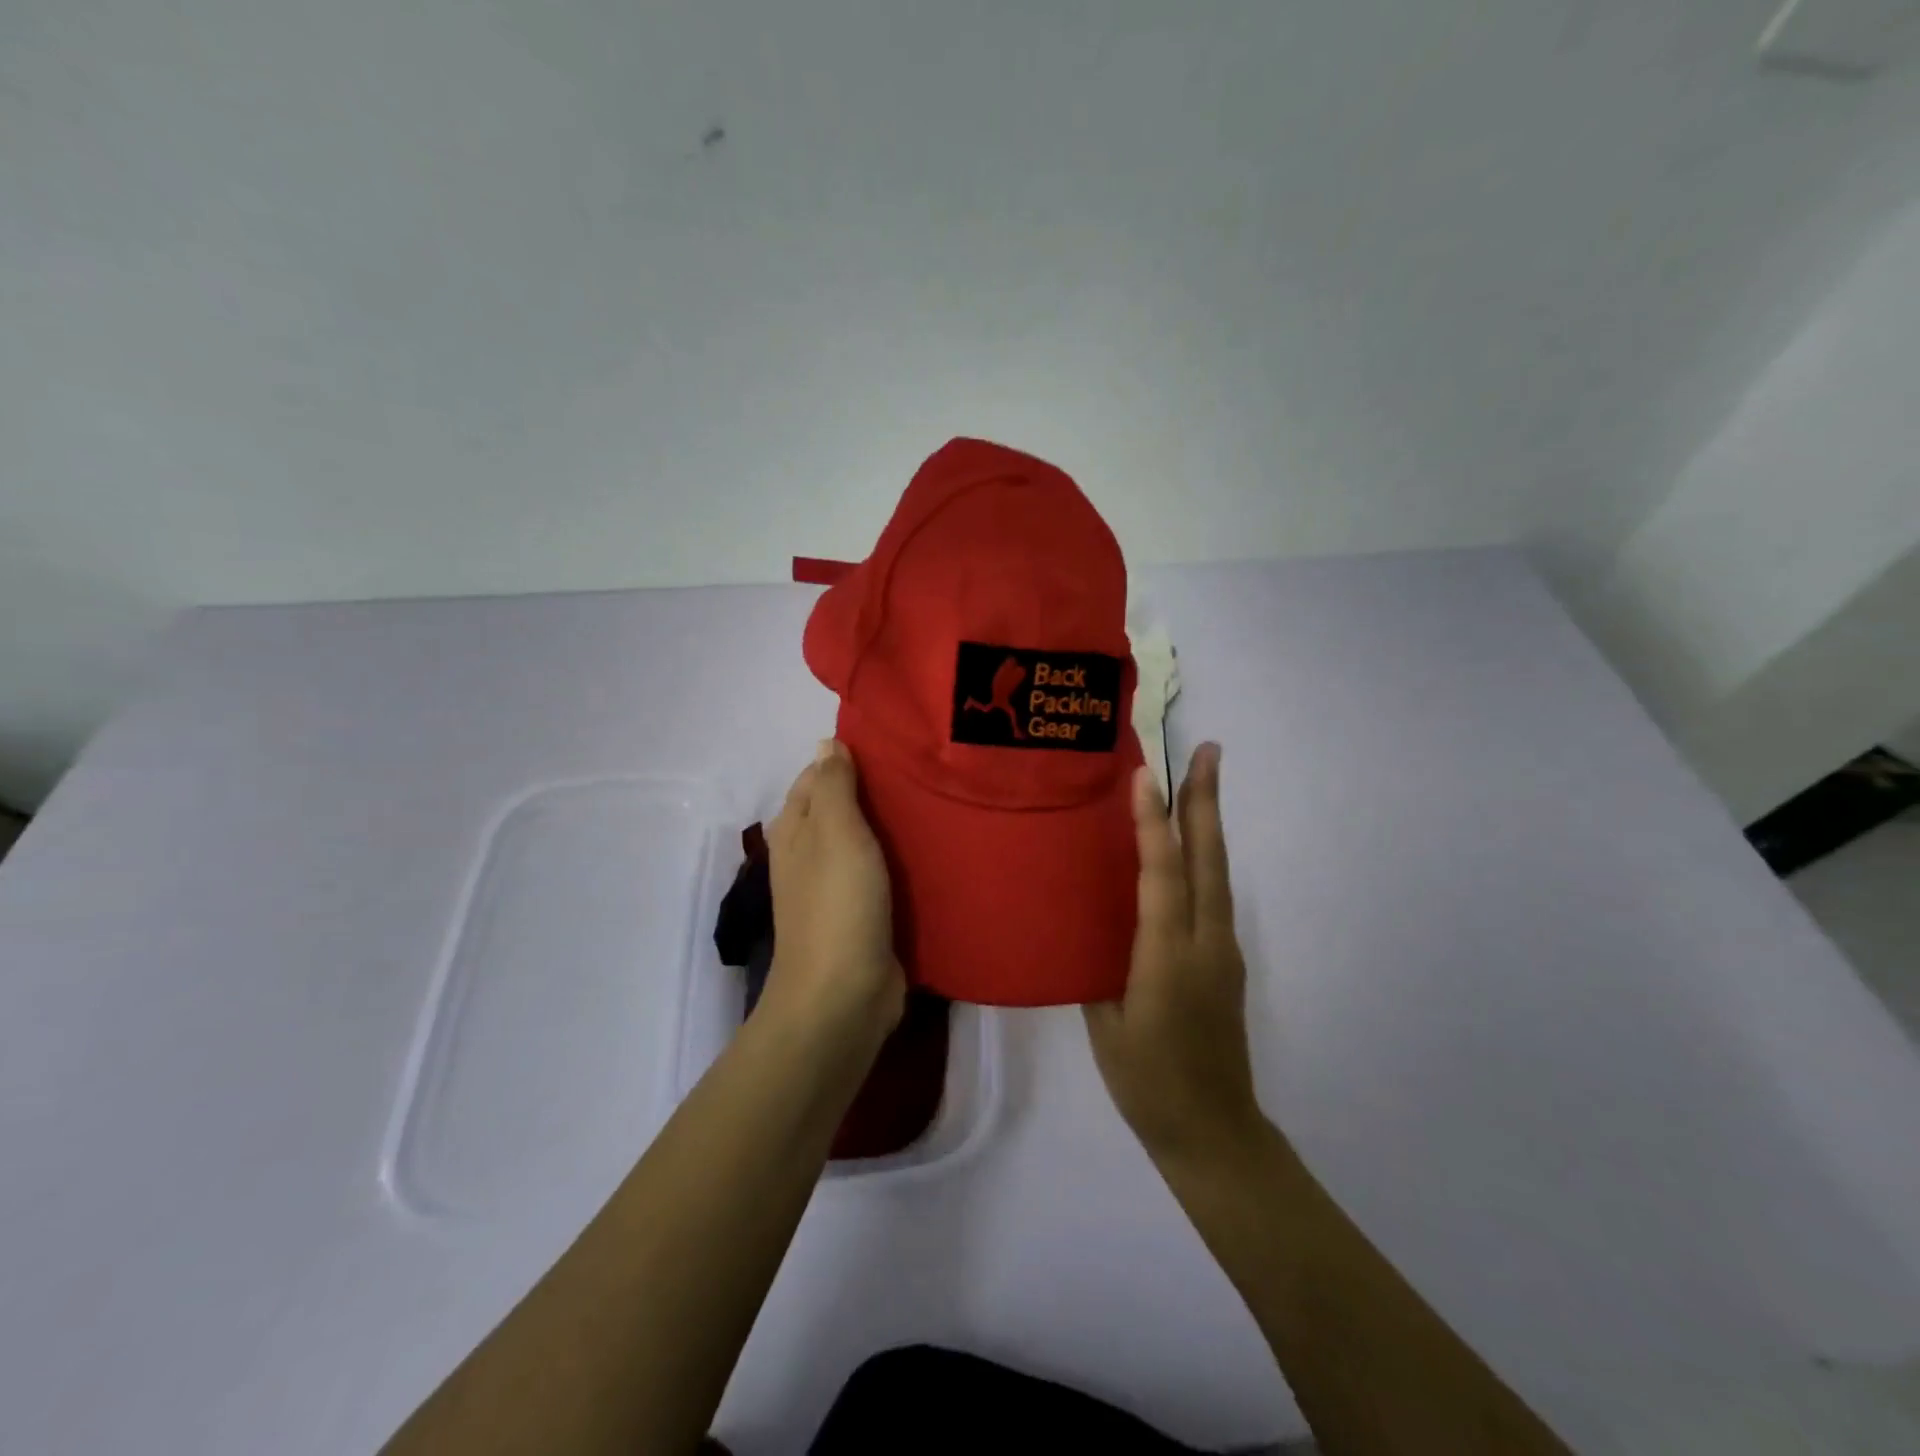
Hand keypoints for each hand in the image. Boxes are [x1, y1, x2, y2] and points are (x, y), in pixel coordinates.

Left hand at [759, 740, 905, 1055]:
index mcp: (795, 830)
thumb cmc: (837, 904)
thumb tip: (827, 742)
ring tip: (937, 802)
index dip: (849, 758)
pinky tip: (933, 851)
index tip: (895, 744)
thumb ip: (833, 785)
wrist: (843, 996)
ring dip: (893, 827)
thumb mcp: (835, 832)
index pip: (818, 777)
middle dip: (877, 791)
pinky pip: (882, 876)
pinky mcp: (862, 917)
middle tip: (926, 771)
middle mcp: (809, 855)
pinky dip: (901, 863)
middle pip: (843, 809)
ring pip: (865, 843)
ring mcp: (835, 889)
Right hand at [1085, 743, 1262, 1164]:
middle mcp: (1206, 944)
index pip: (1163, 876)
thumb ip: (1099, 966)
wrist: (1214, 1133)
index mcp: (1168, 959)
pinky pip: (1216, 894)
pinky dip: (1205, 856)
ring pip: (1218, 872)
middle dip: (1205, 801)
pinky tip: (1192, 846)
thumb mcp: (1106, 1025)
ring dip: (1209, 822)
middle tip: (1207, 750)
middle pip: (1209, 860)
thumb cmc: (1148, 1083)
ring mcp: (1224, 950)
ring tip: (1202, 778)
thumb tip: (1087, 921)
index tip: (1146, 775)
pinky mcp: (1227, 960)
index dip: (1153, 824)